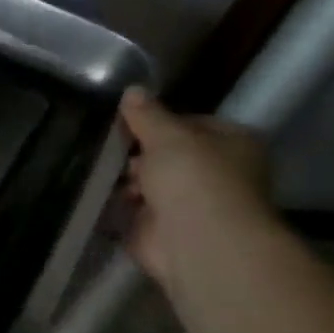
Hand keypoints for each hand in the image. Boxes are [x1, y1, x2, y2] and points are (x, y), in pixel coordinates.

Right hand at [119, 88, 274, 284]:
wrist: (197, 242)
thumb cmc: (193, 178)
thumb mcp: (166, 135)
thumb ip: (147, 114)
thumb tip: (132, 90)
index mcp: (233, 143)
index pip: (191, 123)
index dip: (158, 121)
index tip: (128, 123)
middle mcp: (218, 173)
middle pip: (169, 155)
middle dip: (140, 154)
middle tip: (117, 151)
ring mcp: (192, 204)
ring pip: (152, 183)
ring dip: (131, 181)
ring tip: (109, 176)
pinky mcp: (166, 230)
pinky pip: (137, 210)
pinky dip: (120, 205)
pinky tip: (101, 195)